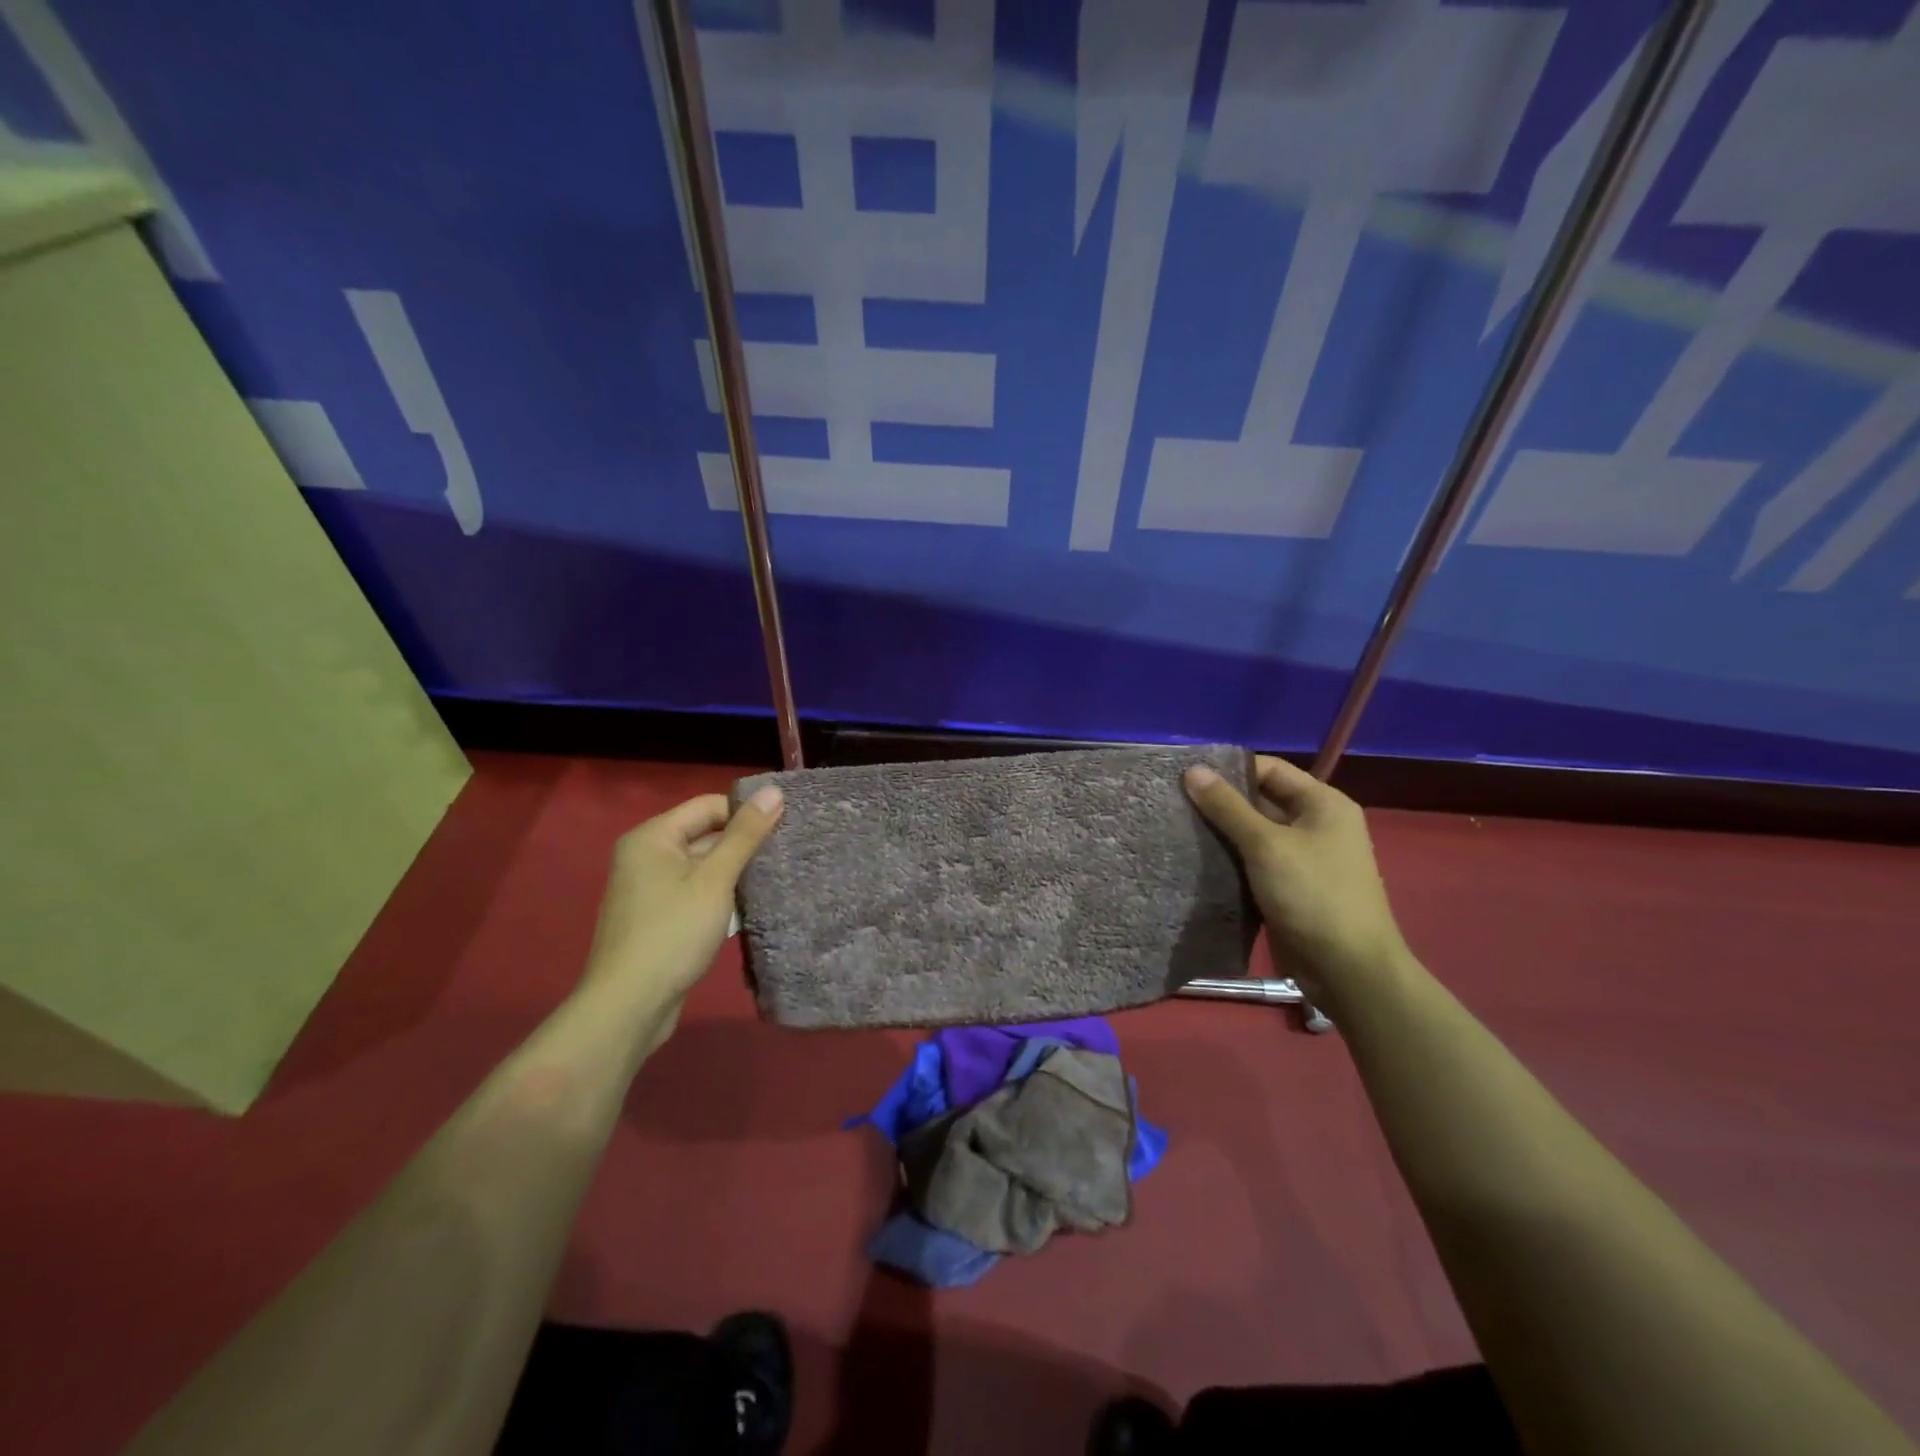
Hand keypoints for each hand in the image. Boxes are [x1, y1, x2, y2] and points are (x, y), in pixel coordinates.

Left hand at [580, 788, 783, 1049]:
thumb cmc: (672, 933)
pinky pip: (695, 892)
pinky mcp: (658, 917)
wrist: (629, 1006)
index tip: (785, 826)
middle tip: (787, 853)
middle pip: (705, 834)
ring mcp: (649, 889)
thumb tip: (774, 791)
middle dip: (744, 845)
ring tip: (776, 878)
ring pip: (703, 866)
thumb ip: (745, 835)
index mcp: (653, 837)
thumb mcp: (715, 879)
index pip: (708, 806)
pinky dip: (720, 896)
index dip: (746, 813)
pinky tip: (749, 908)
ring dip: (735, 873)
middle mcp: (646, 856)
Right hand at [1185, 756, 1408, 1006]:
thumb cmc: (1313, 896)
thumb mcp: (1267, 845)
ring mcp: (1304, 859)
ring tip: (1176, 828)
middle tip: (1174, 803)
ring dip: (1221, 834)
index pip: (1270, 769)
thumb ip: (1228, 807)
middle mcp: (1316, 825)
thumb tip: (1193, 769)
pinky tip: (1195, 860)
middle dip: (1220, 803)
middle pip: (1261, 800)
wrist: (1348, 970)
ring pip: (1254, 835)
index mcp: (1323, 804)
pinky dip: (1229, 861)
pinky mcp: (1289, 888)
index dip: (1230, 769)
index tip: (1187, 777)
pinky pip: (1254, 863)